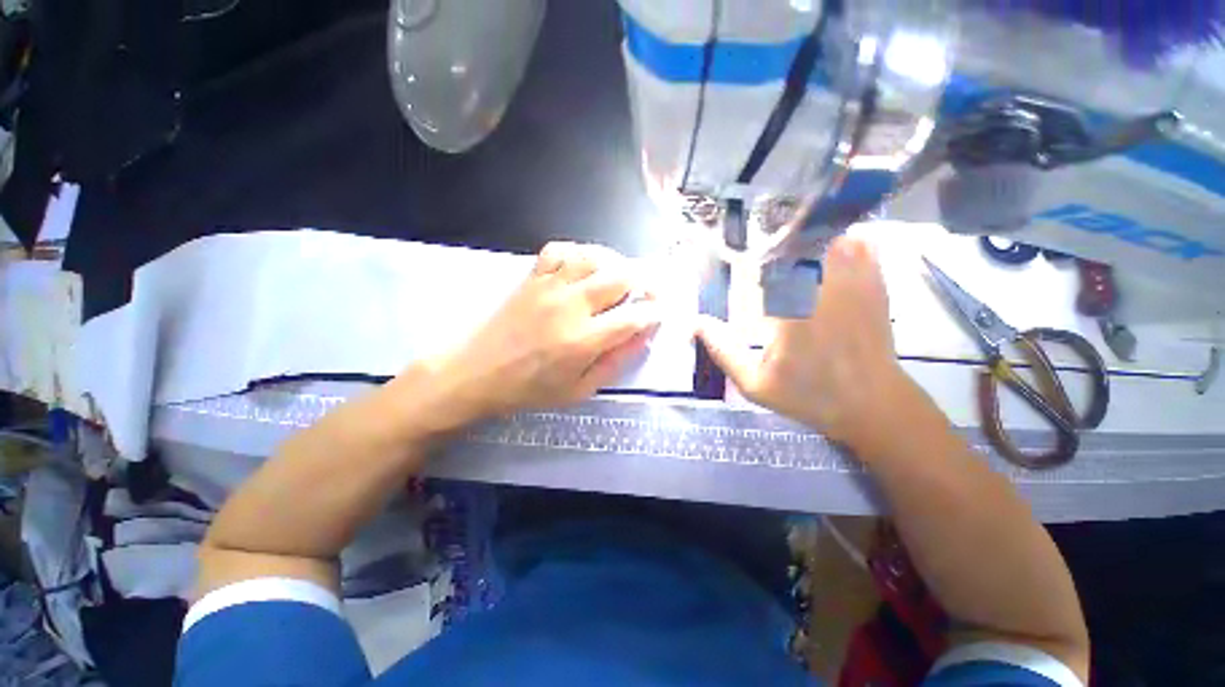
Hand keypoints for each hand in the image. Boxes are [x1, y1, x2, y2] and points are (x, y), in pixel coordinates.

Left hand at [420, 242, 661, 427]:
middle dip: (645, 281)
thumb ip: (615, 363)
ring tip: (622, 276)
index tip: (659, 314)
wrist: (477, 373)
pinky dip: (580, 253)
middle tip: (649, 291)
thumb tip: (642, 337)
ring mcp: (549, 286)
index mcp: (583, 340)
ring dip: (616, 263)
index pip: (634, 317)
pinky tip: (585, 266)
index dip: (654, 313)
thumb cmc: (530, 388)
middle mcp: (570, 306)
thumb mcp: (579, 390)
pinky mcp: (532, 277)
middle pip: (621, 277)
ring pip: (594, 257)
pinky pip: (561, 250)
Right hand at [698, 236, 906, 447]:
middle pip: (802, 240)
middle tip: (765, 236)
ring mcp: (855, 284)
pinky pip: (864, 247)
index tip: (743, 246)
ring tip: (794, 239)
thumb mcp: (755, 383)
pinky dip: (846, 240)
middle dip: (782, 235)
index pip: (770, 260)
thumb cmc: (810, 395)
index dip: (756, 247)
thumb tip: (696, 323)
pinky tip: (832, 246)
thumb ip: (724, 352)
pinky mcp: (876, 286)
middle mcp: (823, 288)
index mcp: (790, 309)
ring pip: (832, 237)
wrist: (873, 405)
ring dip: (812, 235)